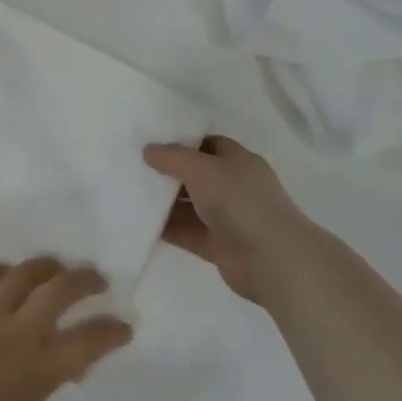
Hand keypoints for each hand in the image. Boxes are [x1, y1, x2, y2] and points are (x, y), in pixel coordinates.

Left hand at [0, 259, 131, 400]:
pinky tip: (6, 272)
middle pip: (59, 292)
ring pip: (24, 276)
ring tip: (57, 266)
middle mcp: (16, 334)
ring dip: (46, 266)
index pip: (87, 344)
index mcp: (36, 372)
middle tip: (97, 280)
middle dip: (85, 281)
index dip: (111, 332)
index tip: (124, 326)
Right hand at [143, 136, 321, 303]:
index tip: (153, 143)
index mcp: (238, 161)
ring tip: (132, 195)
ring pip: (191, 206)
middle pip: (197, 175)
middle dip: (170, 173)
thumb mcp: (202, 168)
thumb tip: (148, 150)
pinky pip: (188, 233)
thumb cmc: (239, 200)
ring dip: (166, 203)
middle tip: (136, 168)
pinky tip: (142, 224)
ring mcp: (227, 218)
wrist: (269, 258)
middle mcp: (234, 187)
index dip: (183, 142)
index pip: (209, 144)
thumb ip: (173, 158)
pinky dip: (169, 229)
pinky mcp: (218, 246)